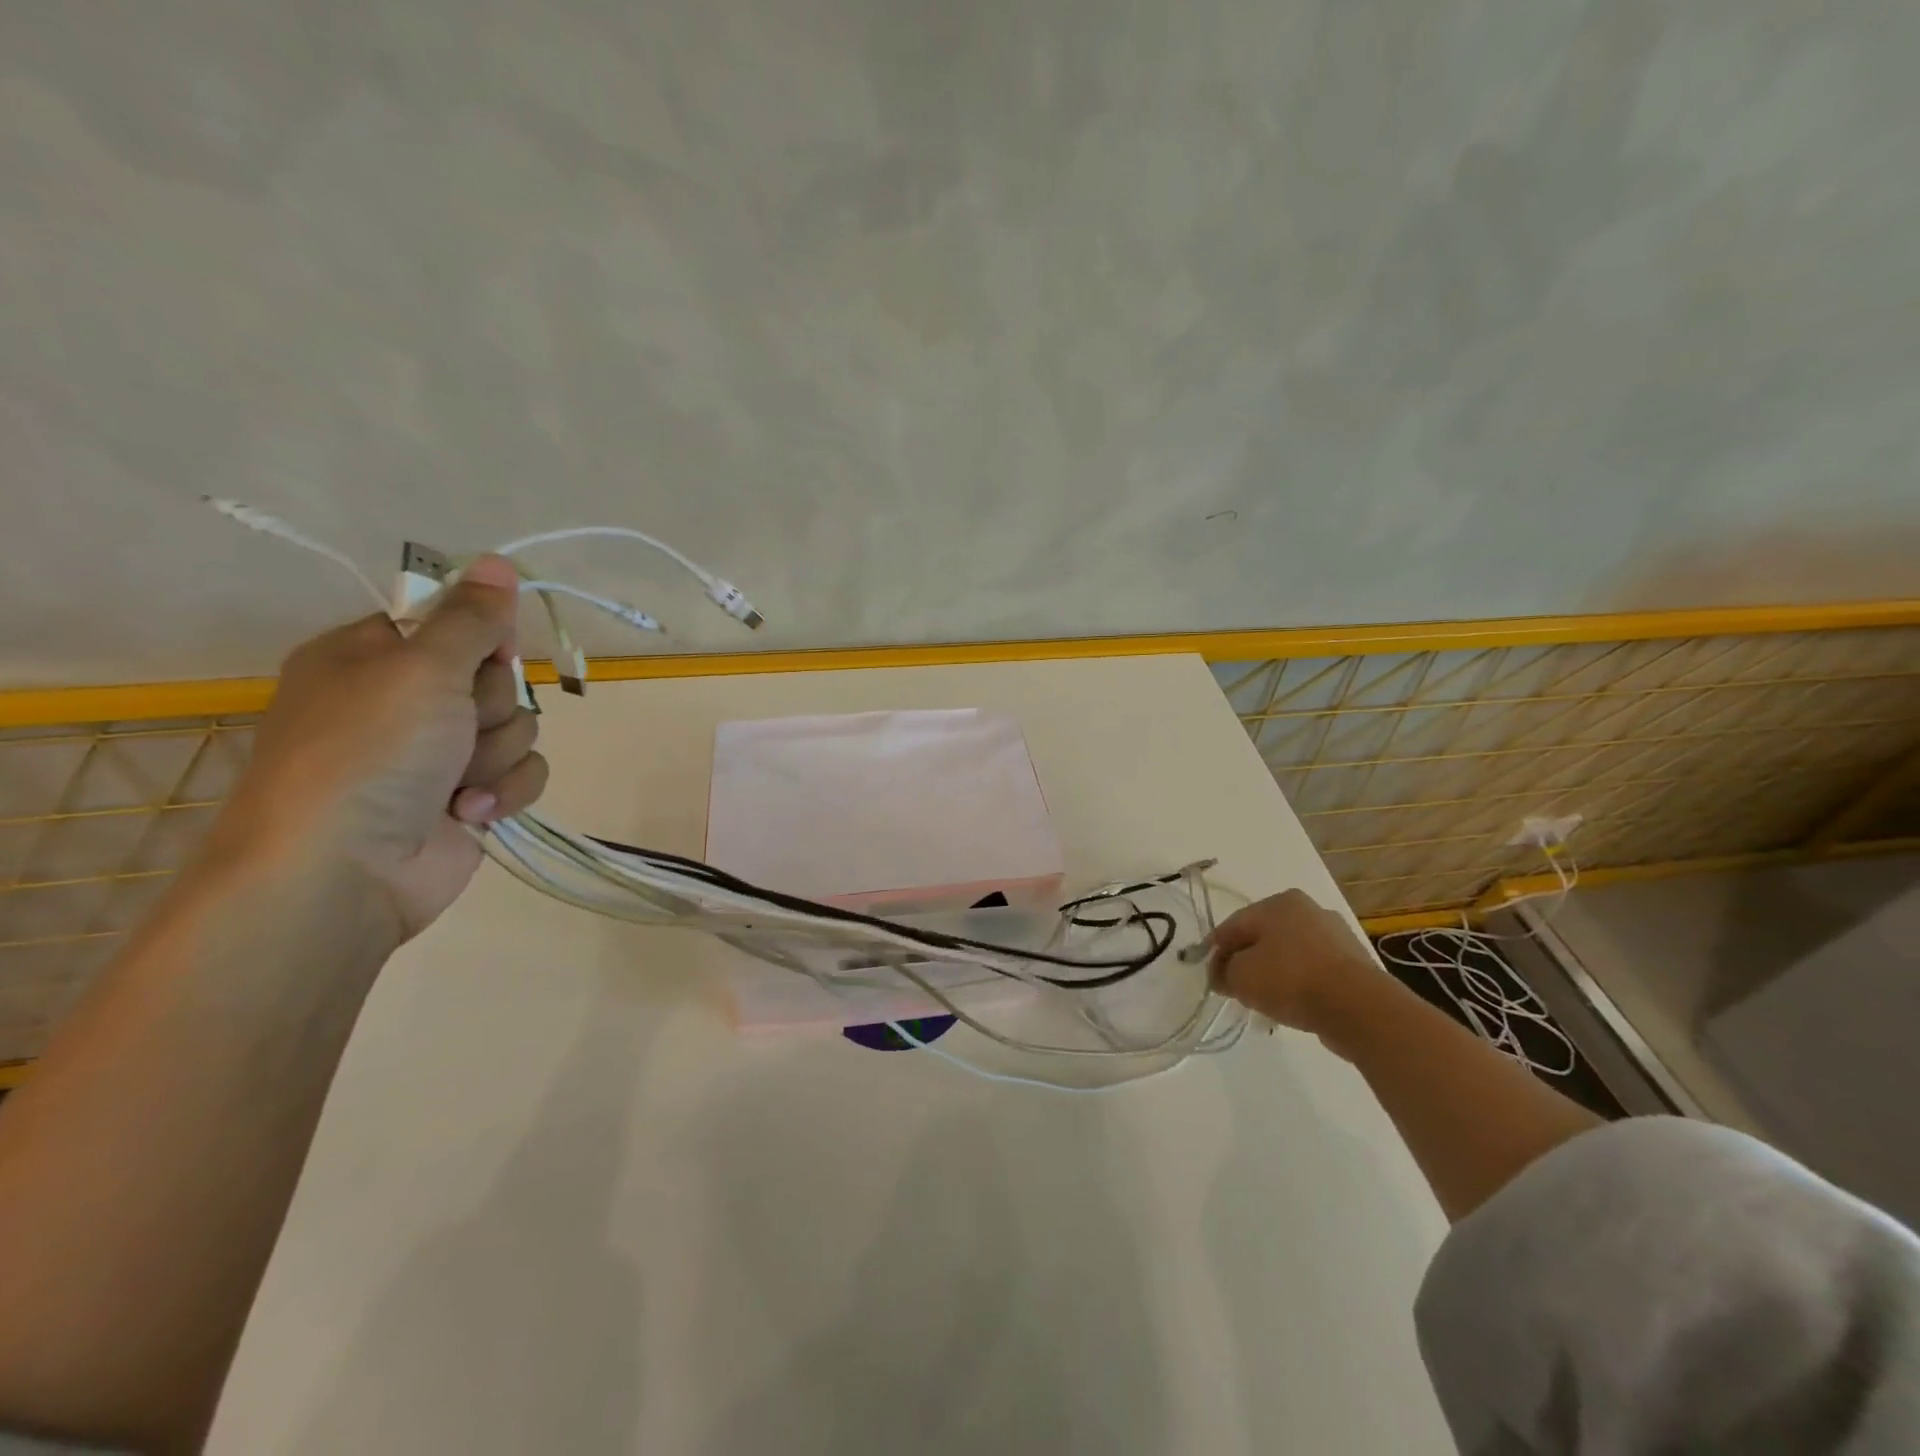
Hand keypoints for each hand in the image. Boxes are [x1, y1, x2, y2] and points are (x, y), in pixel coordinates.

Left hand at [211, 555, 549, 942]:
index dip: (479, 638)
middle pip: (494, 677)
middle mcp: (403, 702)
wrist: (344, 871)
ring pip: (517, 727)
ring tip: (456, 780)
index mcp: (370, 658)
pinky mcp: (467, 797)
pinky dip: (503, 791)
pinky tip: (469, 810)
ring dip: (496, 753)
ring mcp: (437, 754)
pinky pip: (521, 772)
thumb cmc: (370, 752)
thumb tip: (499, 559)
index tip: (488, 652)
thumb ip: (470, 617)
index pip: (449, 623)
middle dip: (490, 705)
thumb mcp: (421, 668)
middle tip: (456, 725)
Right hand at [1207, 889, 1381, 1039]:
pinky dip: (1299, 985)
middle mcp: (1309, 910)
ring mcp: (1336, 936)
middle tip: (1234, 987)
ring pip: (1289, 954)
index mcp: (1279, 902)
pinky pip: (1314, 971)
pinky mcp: (1354, 964)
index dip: (1215, 951)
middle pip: (1263, 937)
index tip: (1208, 975)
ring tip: (1264, 1002)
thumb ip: (1222, 972)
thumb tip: (1221, 974)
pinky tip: (1293, 1005)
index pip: (1233, 925)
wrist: (1358, 1008)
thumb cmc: (1290, 980)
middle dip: (1246, 961)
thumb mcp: (1240, 976)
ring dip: (1273, 974)